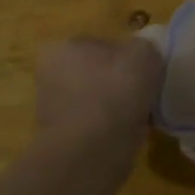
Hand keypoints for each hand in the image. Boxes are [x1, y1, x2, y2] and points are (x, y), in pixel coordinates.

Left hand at [34, 36, 163, 171]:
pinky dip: (112, 128)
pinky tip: (131, 131)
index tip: (143, 67)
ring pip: (96, 100)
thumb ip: (144, 46)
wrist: (94, 151)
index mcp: (62, 49)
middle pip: (96, 73)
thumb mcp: (144, 54)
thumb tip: (141, 55)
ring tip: (142, 112)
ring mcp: (53, 111)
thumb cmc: (115, 91)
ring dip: (116, 106)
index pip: (99, 44)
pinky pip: (96, 126)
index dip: (125, 54)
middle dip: (117, 81)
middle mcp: (50, 76)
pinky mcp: (63, 140)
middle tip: (145, 89)